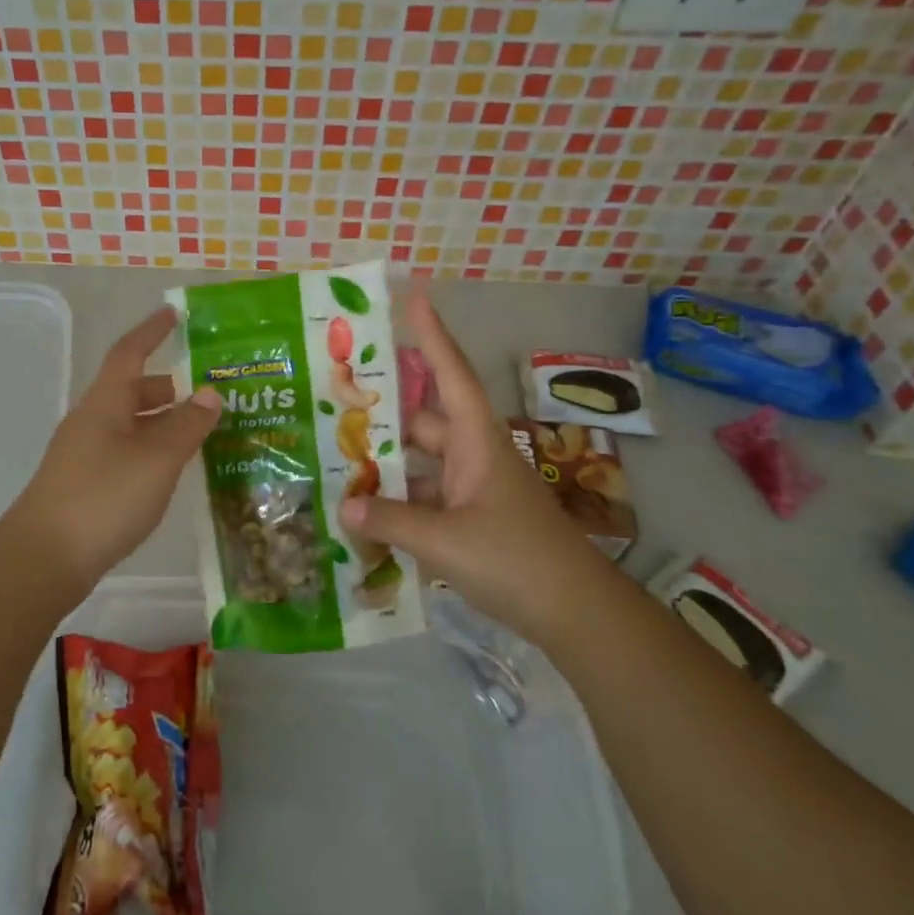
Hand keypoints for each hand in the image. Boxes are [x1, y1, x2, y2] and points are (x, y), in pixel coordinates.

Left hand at [6, 307, 219, 591]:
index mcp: (105, 403)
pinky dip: (151, 450)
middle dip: (168, 387)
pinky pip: (125, 452)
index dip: (151, 331)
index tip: (172, 314)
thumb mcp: (157, 458)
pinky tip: (170, 472)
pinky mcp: (84, 485)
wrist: (44, 558)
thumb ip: (186, 425)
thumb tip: (209, 393)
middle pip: (132, 391)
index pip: (129, 353)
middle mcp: (91, 421)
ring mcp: (84, 454)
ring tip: (199, 434)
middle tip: (208, 395)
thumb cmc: (104, 497)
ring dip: (162, 423)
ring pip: (130, 425)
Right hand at [338, 293, 605, 634]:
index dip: (433, 337)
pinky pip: (426, 502)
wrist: (576, 614)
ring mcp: (474, 492)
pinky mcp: (473, 524)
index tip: (415, 300)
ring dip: (387, 469)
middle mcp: (474, 458)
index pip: (452, 376)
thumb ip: (390, 521)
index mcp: (476, 442)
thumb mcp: (445, 540)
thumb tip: (343, 507)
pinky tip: (365, 518)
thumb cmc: (516, 559)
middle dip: (385, 415)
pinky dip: (398, 507)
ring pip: (421, 467)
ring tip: (337, 464)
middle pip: (424, 424)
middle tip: (336, 402)